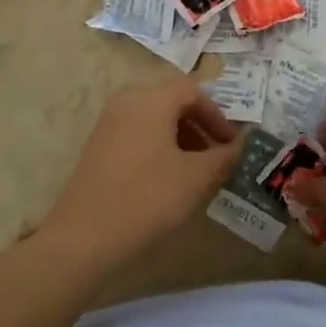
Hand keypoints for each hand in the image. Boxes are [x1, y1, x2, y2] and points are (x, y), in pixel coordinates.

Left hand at [43, 77, 240, 264]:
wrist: (85, 236)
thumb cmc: (148, 197)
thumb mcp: (195, 178)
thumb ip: (223, 157)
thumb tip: (240, 145)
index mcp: (151, 99)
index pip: (193, 90)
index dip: (217, 114)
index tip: (232, 143)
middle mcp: (127, 100)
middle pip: (172, 100)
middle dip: (199, 124)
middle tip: (216, 154)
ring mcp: (109, 122)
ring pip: (154, 117)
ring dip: (180, 136)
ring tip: (195, 169)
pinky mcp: (98, 145)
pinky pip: (137, 132)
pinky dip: (158, 145)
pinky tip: (167, 177)